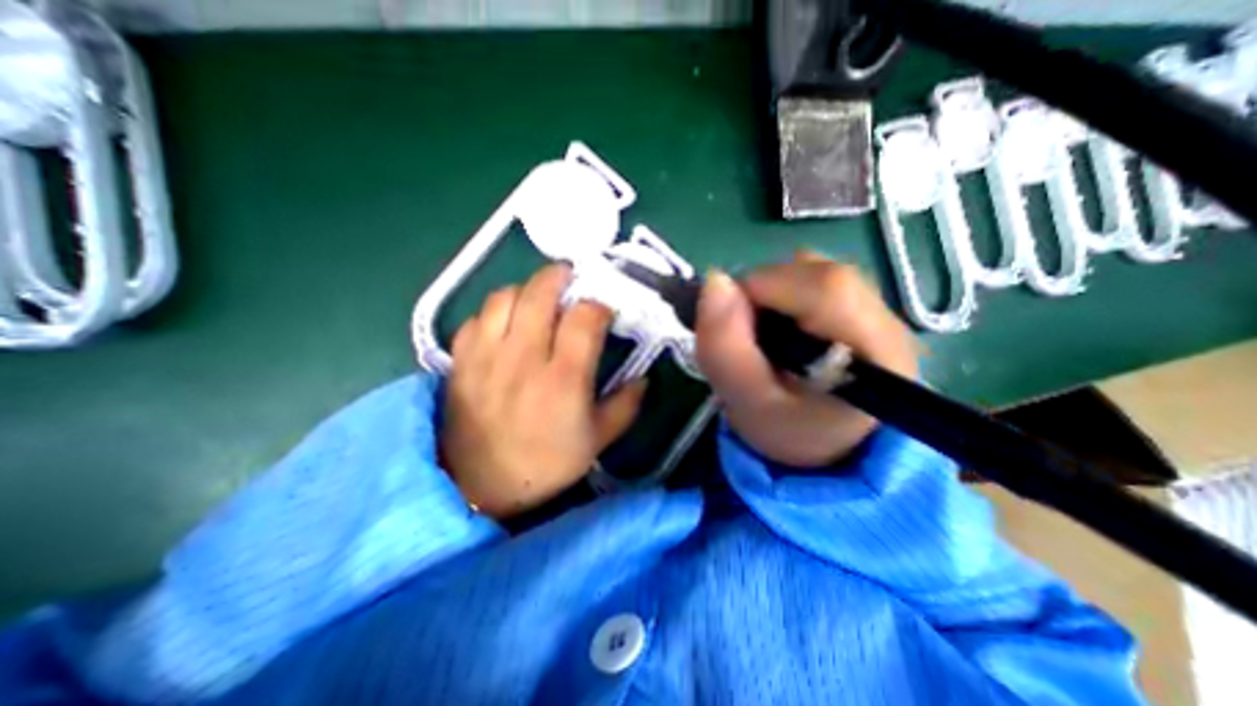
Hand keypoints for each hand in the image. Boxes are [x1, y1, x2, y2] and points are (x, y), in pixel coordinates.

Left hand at [438, 261, 647, 517]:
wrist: (479, 487)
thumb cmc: (545, 464)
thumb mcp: (597, 441)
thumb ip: (625, 406)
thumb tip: (643, 377)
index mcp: (563, 379)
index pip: (584, 318)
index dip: (598, 306)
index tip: (603, 312)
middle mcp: (524, 359)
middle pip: (540, 294)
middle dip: (560, 277)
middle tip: (571, 278)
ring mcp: (487, 356)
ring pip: (504, 297)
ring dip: (526, 290)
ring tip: (538, 300)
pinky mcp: (461, 361)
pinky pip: (477, 317)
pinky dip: (495, 311)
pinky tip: (506, 323)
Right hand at [692, 250, 921, 467]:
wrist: (829, 444)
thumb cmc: (790, 431)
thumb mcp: (747, 403)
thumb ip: (726, 348)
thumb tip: (714, 281)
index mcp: (872, 350)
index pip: (823, 287)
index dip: (764, 289)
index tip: (731, 319)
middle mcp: (886, 316)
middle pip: (813, 272)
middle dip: (761, 293)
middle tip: (744, 334)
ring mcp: (877, 305)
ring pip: (809, 270)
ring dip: (769, 295)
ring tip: (762, 335)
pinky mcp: (860, 302)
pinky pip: (809, 278)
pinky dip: (779, 295)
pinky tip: (779, 329)